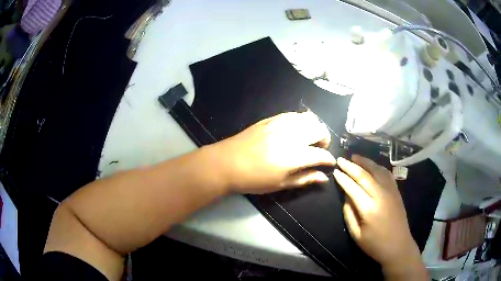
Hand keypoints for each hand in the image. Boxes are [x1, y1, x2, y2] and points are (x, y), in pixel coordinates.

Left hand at [209, 112, 335, 193]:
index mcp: (295, 156)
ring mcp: (280, 124)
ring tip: (309, 139)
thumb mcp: (281, 184)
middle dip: (325, 140)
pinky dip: (300, 121)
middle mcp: (291, 136)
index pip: (322, 155)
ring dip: (314, 128)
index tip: (329, 163)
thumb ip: (305, 179)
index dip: (329, 160)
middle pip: (319, 129)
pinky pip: (293, 115)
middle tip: (319, 149)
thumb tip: (324, 177)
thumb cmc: (254, 179)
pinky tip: (296, 129)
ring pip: (308, 118)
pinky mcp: (271, 119)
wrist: (227, 163)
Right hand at [334, 155, 426, 279]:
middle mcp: (381, 195)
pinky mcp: (396, 191)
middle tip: (341, 159)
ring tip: (355, 157)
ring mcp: (391, 191)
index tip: (335, 171)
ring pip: (377, 170)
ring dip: (365, 162)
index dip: (343, 178)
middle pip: (364, 175)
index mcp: (369, 208)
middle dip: (351, 166)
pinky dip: (378, 167)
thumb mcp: (356, 234)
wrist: (398, 246)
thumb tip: (346, 195)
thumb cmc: (375, 244)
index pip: (353, 187)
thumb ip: (349, 213)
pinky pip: (387, 174)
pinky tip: (372, 165)